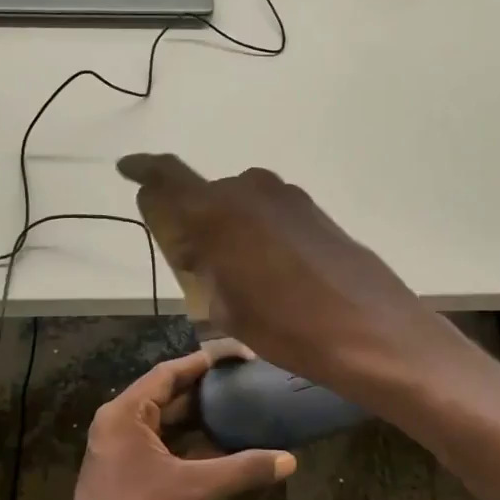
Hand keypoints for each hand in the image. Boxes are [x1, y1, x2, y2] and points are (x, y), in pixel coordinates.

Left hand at [45, 350, 295, 499]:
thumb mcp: (195, 490)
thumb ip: (242, 469)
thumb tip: (289, 460)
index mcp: (125, 413)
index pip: (170, 372)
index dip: (207, 361)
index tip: (242, 357)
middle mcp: (119, 424)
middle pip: (168, 395)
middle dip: (207, 391)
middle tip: (247, 383)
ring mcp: (121, 450)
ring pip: (167, 423)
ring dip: (200, 419)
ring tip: (242, 409)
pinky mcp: (127, 474)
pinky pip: (163, 446)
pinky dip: (190, 444)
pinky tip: (223, 447)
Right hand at [115, 155, 461, 398]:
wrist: (372, 331)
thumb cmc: (287, 327)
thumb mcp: (226, 308)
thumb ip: (205, 268)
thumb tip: (202, 251)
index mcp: (217, 210)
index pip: (168, 174)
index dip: (144, 169)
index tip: (127, 168)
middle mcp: (250, 189)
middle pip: (207, 194)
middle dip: (194, 219)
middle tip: (196, 260)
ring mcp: (288, 197)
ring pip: (241, 203)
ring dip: (231, 226)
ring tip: (239, 272)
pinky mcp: (315, 211)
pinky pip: (271, 213)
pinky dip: (259, 231)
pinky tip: (274, 269)